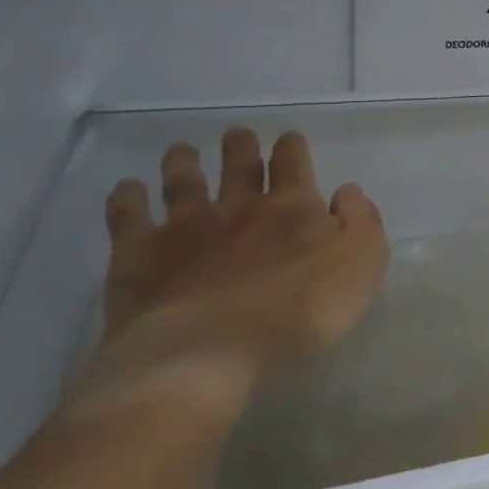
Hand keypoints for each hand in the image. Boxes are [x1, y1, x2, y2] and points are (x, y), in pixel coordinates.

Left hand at [87, 128, 388, 406]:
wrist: (208, 352)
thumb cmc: (298, 312)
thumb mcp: (361, 265)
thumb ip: (361, 222)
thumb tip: (347, 192)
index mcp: (292, 207)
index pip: (293, 162)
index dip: (292, 147)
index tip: (289, 140)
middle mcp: (239, 206)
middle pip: (239, 163)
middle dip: (240, 146)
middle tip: (237, 136)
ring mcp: (185, 227)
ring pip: (183, 180)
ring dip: (184, 162)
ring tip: (182, 152)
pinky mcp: (139, 255)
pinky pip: (128, 215)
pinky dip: (127, 197)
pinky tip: (128, 189)